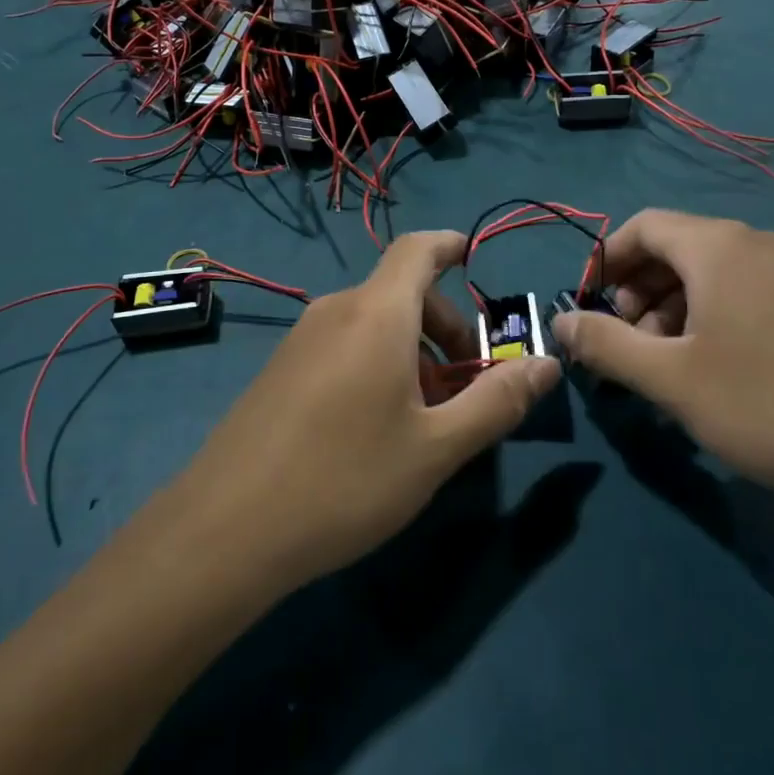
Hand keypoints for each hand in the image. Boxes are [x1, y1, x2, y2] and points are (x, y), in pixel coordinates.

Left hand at [176, 232, 560, 589]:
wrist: (226, 529)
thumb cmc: (345, 479)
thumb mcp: (437, 448)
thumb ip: (497, 400)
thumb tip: (547, 364)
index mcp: (377, 313)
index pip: (419, 248)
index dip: (451, 245)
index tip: (477, 262)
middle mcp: (336, 311)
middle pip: (402, 292)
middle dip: (445, 326)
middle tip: (468, 386)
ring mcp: (301, 340)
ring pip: (373, 324)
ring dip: (412, 352)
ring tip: (426, 416)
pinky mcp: (279, 370)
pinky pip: (343, 346)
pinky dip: (376, 364)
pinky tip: (376, 427)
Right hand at [550, 210, 773, 506]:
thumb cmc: (772, 404)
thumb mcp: (671, 379)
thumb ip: (606, 344)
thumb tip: (561, 321)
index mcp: (718, 246)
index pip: (644, 226)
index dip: (606, 260)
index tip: (589, 305)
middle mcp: (760, 243)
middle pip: (679, 248)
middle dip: (640, 291)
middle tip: (628, 345)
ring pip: (715, 274)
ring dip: (676, 309)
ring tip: (670, 368)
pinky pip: (750, 293)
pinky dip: (716, 318)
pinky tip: (719, 372)